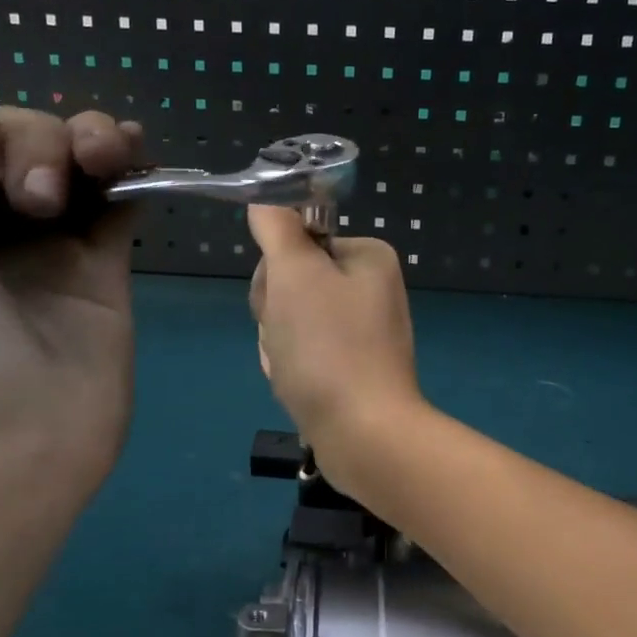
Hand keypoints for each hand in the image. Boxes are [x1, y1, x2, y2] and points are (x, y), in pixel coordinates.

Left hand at [0, 53, 143, 506]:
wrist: (14, 447)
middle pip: (18, 134)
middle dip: (33, 142)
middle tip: (35, 202)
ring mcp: (50, 240)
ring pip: (73, 156)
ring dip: (88, 139)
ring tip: (101, 165)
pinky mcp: (103, 263)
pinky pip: (120, 196)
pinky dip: (132, 166)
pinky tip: (139, 153)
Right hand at [246, 206, 422, 486]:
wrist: (364, 435)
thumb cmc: (329, 347)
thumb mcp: (295, 274)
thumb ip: (277, 229)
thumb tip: (266, 200)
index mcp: (367, 257)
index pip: (295, 244)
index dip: (275, 275)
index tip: (282, 302)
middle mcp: (370, 289)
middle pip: (291, 285)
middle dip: (276, 317)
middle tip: (290, 341)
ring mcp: (363, 333)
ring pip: (291, 324)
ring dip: (280, 346)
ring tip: (295, 371)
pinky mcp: (353, 370)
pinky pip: (305, 357)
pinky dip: (293, 371)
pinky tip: (300, 389)